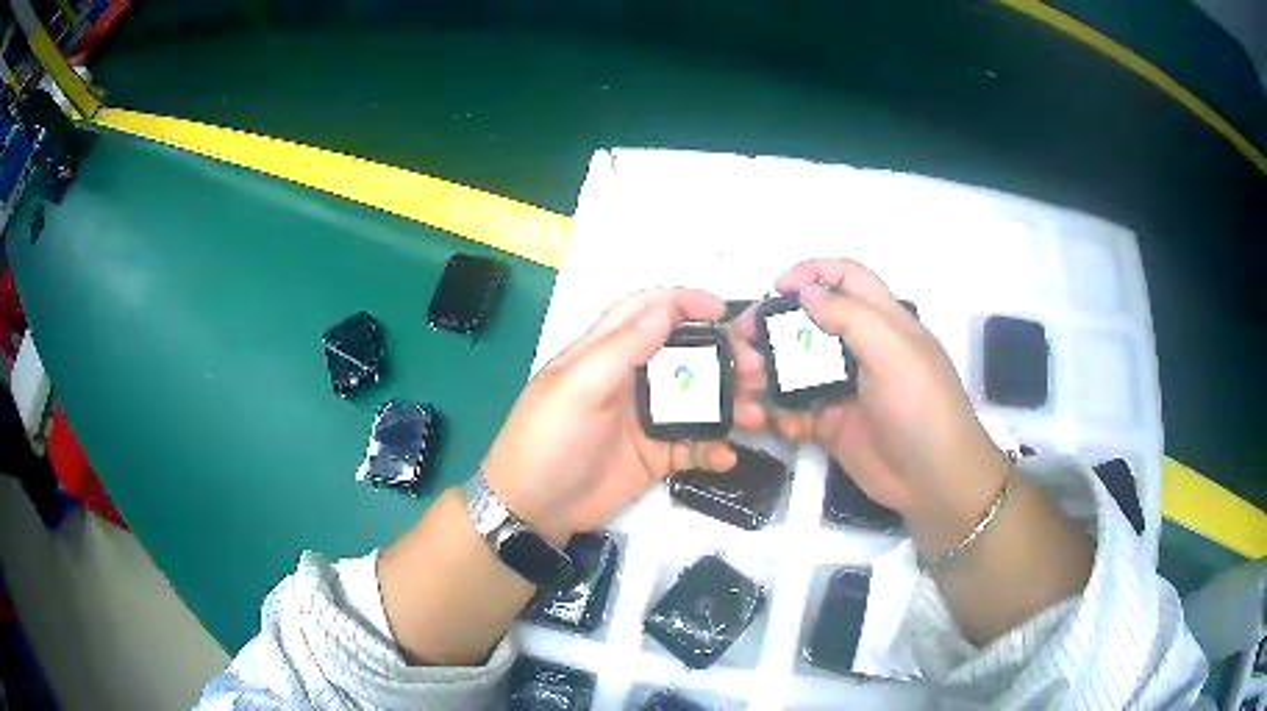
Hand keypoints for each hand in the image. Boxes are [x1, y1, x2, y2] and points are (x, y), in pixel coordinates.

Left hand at [482, 288, 764, 541]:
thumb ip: (621, 350)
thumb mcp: (577, 389)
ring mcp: (644, 420)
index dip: (683, 302)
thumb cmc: (548, 439)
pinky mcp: (655, 456)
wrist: (534, 508)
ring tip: (757, 412)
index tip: (723, 310)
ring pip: (696, 400)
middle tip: (756, 367)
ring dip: (728, 402)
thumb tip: (665, 311)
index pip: (646, 311)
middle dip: (722, 355)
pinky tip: (727, 455)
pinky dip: (713, 448)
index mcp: (604, 353)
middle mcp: (630, 380)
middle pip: (683, 355)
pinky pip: (692, 446)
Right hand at [731, 259, 1011, 544]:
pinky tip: (780, 424)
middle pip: (809, 323)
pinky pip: (795, 411)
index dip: (812, 273)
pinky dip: (781, 414)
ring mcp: (843, 388)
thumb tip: (805, 291)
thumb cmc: (921, 407)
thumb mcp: (894, 352)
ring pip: (795, 368)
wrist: (933, 480)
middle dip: (774, 327)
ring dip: (768, 372)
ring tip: (747, 384)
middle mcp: (860, 349)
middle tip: (742, 341)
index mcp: (882, 321)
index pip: (846, 278)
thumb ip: (850, 316)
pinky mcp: (831, 424)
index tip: (776, 288)